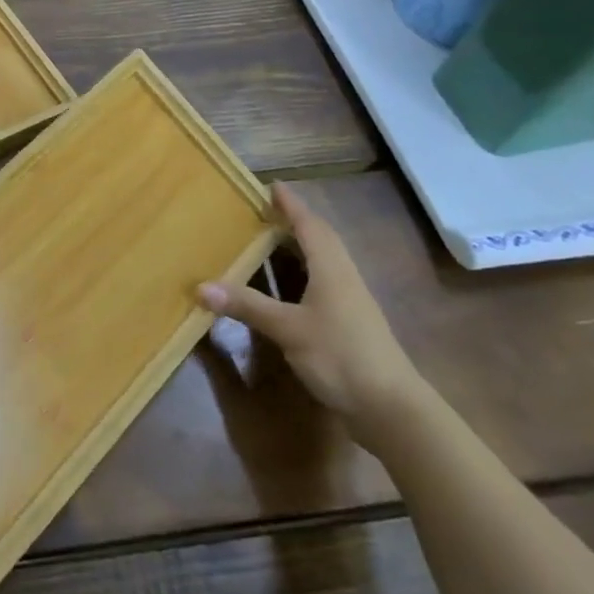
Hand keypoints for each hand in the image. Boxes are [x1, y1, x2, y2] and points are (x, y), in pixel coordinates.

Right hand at [196, 184, 423, 432]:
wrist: (392, 409)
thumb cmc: (341, 355)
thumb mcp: (288, 328)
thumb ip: (247, 306)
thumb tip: (201, 286)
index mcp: (331, 269)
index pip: (310, 226)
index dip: (291, 205)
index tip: (273, 185)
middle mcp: (343, 278)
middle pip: (320, 240)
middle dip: (295, 221)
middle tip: (265, 209)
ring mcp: (349, 303)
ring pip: (323, 263)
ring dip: (300, 247)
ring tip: (271, 239)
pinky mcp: (349, 325)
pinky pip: (322, 284)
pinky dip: (302, 274)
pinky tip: (287, 286)